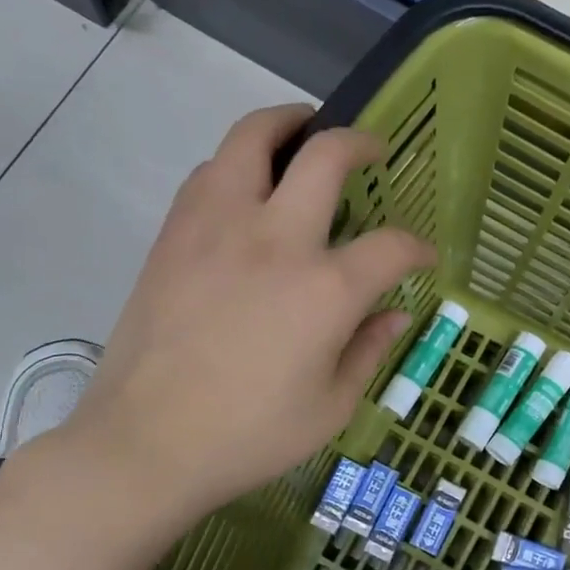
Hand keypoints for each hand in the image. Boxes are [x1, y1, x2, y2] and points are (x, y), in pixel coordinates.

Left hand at [45, 104, 434, 525]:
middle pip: (325, 156)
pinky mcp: (174, 235)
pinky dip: (237, 164)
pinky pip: (209, 173)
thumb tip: (394, 314)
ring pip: (251, 139)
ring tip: (301, 136)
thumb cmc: (250, 436)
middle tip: (371, 150)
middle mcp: (275, 240)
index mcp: (325, 290)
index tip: (422, 258)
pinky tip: (246, 189)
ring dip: (285, 126)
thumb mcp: (331, 407)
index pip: (391, 246)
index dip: (417, 248)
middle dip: (359, 142)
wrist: (147, 444)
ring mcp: (217, 228)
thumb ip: (368, 350)